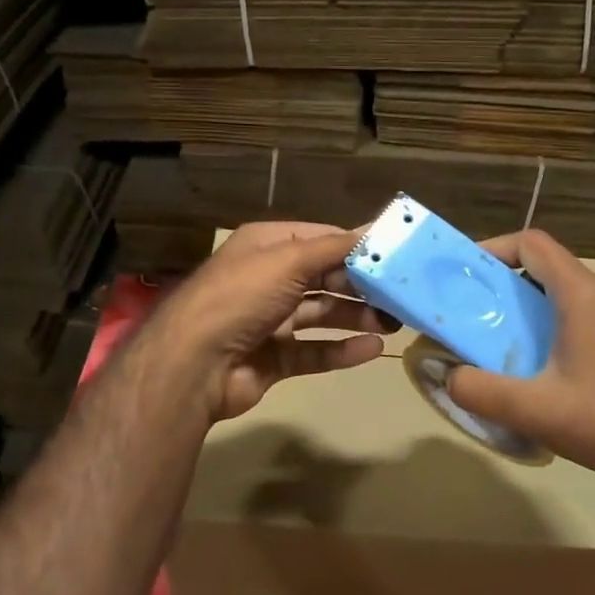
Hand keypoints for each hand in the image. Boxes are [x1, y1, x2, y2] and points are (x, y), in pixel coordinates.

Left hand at [136, 221, 397, 424]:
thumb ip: (334, 247)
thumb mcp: (288, 260)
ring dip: (355, 316)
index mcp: (266, 246)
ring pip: (321, 314)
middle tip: (400, 295)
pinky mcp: (273, 358)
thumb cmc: (242, 296)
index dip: (355, 246)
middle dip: (360, 285)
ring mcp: (269, 320)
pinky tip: (371, 350)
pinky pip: (314, 350)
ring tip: (393, 323)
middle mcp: (267, 279)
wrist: (194, 364)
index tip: (394, 254)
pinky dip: (341, 350)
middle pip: (324, 278)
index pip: (320, 239)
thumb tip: (375, 229)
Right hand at [445, 230, 594, 491]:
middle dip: (511, 286)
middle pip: (552, 270)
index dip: (495, 248)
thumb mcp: (532, 411)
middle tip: (481, 316)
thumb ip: (479, 390)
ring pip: (574, 295)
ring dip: (538, 310)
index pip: (534, 244)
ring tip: (512, 345)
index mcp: (586, 296)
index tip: (468, 272)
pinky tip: (555, 370)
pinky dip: (564, 327)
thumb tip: (447, 376)